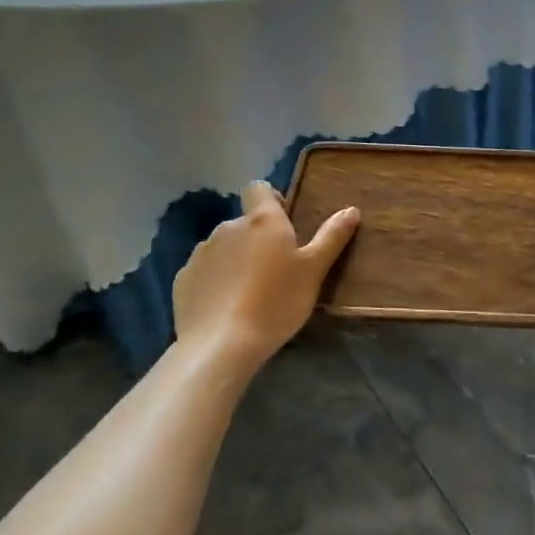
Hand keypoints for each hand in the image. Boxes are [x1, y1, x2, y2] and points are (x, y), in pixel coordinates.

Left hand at [171, 183, 358, 371]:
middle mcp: (228, 227)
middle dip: (257, 238)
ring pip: (223, 247)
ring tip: (249, 292)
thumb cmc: (276, 302)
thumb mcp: (314, 271)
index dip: (270, 199)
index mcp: (262, 221)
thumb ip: (332, 237)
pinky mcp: (183, 280)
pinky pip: (204, 272)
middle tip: (275, 269)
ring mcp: (201, 253)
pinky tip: (225, 307)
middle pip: (244, 223)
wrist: (221, 345)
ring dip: (235, 259)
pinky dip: (215, 281)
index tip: (284, 222)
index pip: (259, 188)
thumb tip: (351, 209)